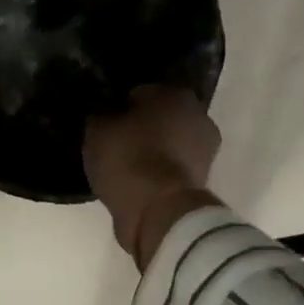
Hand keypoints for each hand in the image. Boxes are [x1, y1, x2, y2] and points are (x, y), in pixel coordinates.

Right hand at [84, 86, 221, 268]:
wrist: (159, 211)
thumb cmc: (129, 159)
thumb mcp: (97, 129)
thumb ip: (102, 114)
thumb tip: (106, 113)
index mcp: (175, 93)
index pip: (140, 93)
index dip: (121, 107)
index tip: (106, 124)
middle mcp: (198, 114)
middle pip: (160, 117)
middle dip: (142, 127)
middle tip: (115, 145)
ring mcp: (206, 149)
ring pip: (169, 143)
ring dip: (153, 151)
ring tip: (125, 167)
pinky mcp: (204, 180)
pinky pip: (171, 168)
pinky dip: (159, 173)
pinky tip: (138, 183)